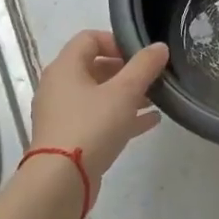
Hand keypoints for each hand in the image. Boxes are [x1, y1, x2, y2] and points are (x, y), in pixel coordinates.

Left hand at [31, 31, 168, 199]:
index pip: (89, 38)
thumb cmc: (91, 126)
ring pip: (98, 96)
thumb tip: (159, 47)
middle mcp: (59, 86)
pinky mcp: (69, 138)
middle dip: (126, 71)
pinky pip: (98, 119)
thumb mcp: (124, 92)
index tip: (140, 56)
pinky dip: (121, 116)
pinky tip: (150, 122)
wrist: (61, 180)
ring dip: (126, 95)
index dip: (116, 41)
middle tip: (151, 78)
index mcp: (65, 67)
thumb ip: (144, 66)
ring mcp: (62, 114)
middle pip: (94, 67)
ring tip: (155, 100)